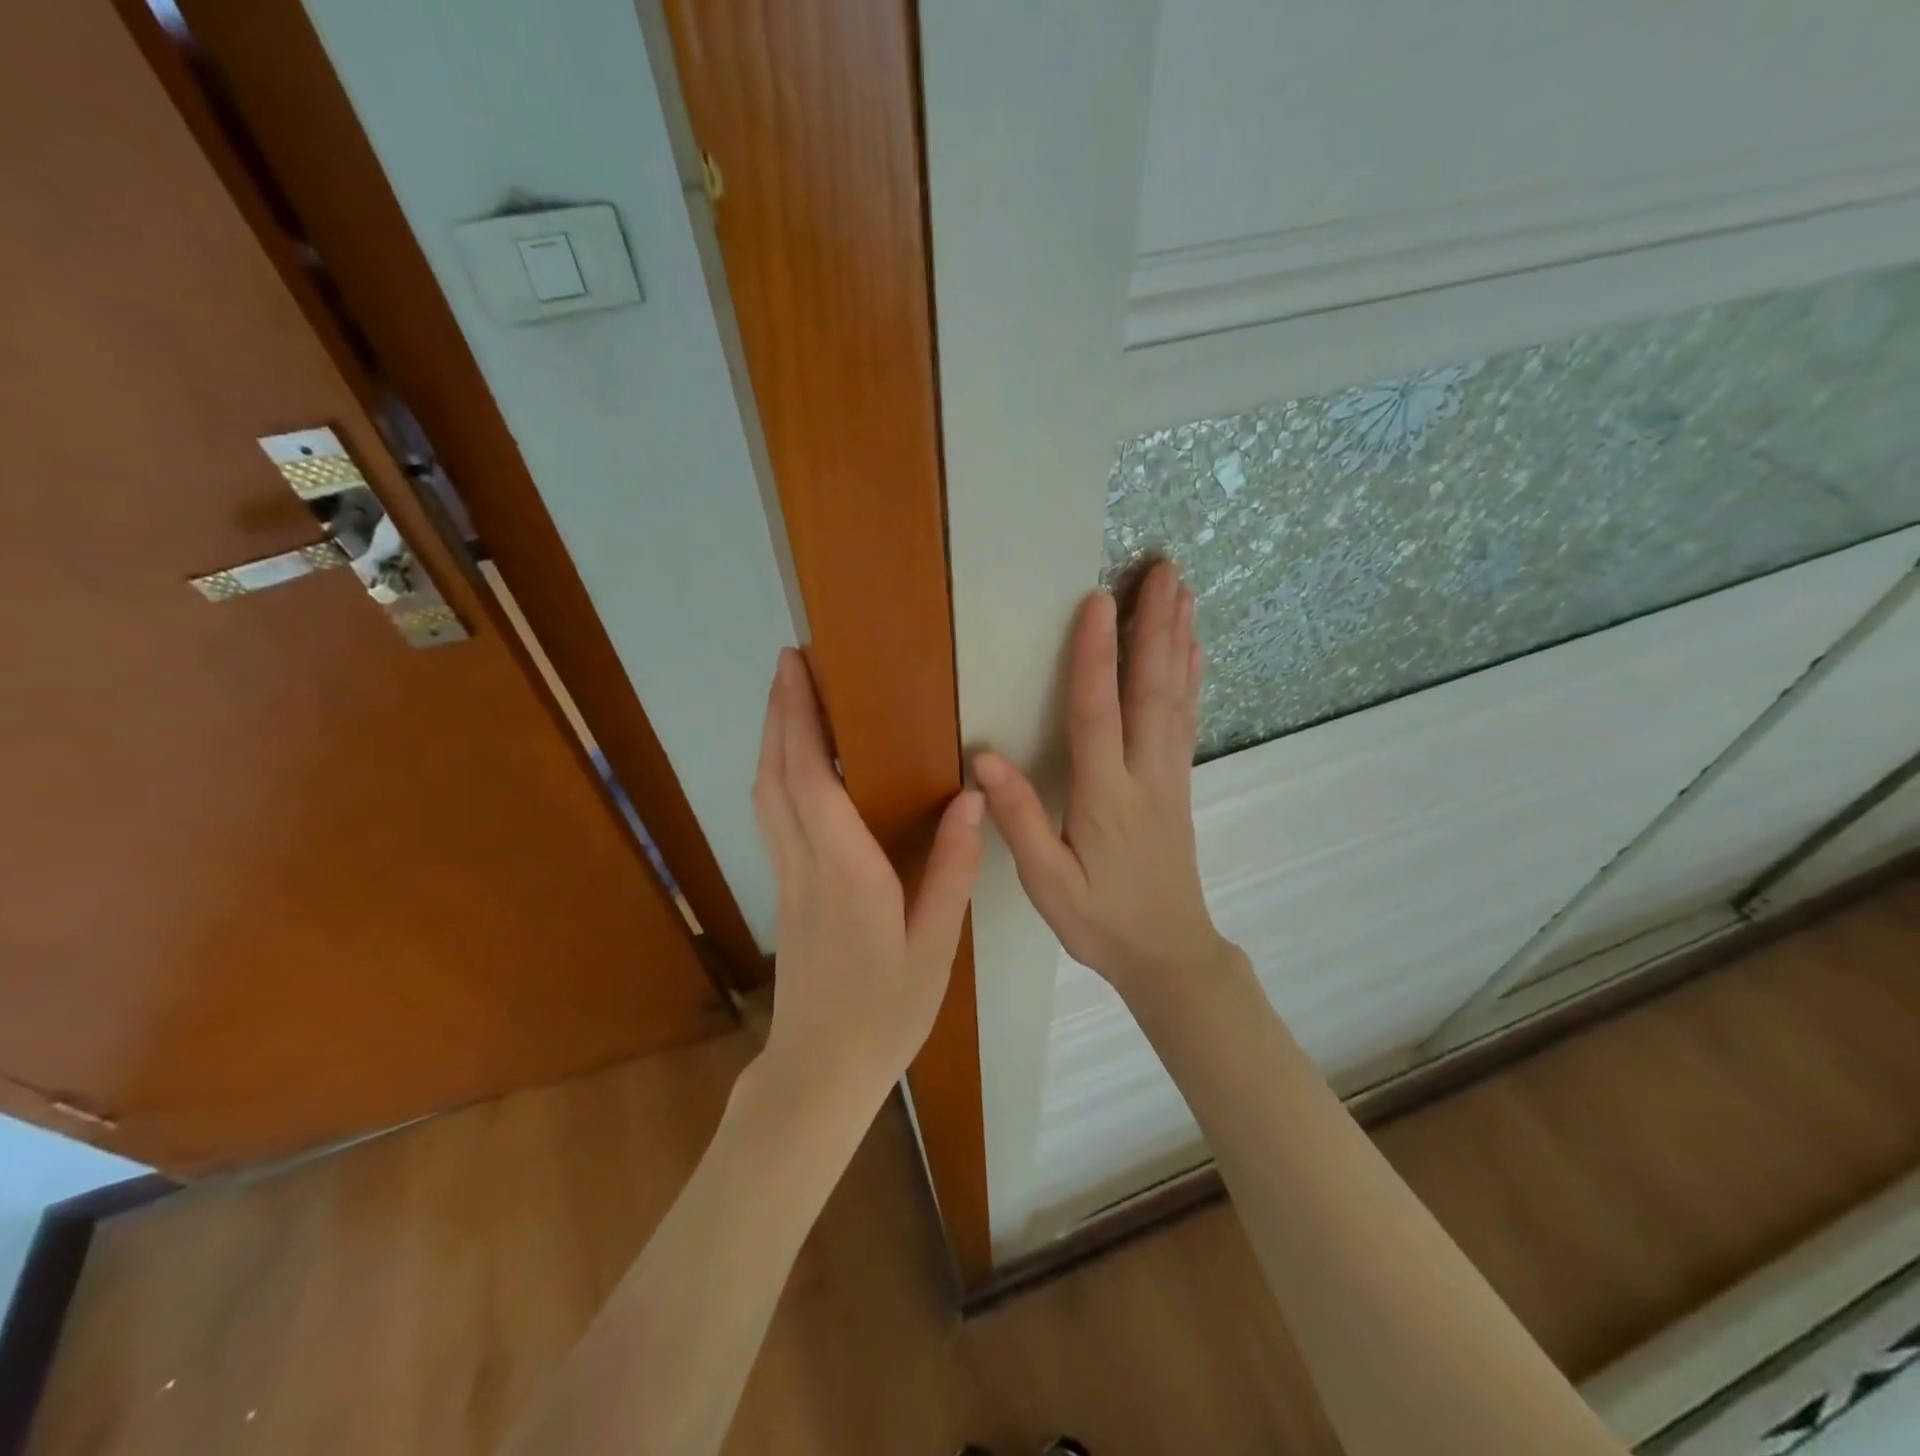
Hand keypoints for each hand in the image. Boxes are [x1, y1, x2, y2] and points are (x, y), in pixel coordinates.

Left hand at [751, 649, 983, 1116]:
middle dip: (780, 712)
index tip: (800, 669)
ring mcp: (787, 878)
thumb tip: (971, 798)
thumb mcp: (935, 947)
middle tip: (790, 661)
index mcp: (845, 872)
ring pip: (766, 794)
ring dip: (773, 739)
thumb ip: (952, 870)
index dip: (801, 719)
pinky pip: (772, 816)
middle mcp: (805, 864)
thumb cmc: (885, 1012)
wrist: (820, 1072)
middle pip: (777, 775)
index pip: (813, 780)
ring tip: (791, 698)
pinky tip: (795, 764)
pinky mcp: (784, 892)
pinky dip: (777, 774)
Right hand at [973, 559, 1230, 1003]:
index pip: (1098, 714)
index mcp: (1107, 797)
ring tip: (1183, 591)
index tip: (1098, 600)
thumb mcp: (1048, 884)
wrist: (1170, 954)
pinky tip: (1194, 652)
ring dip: (1178, 640)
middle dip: (1155, 626)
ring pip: (1175, 698)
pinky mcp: (1178, 784)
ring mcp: (1169, 777)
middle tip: (1165, 570)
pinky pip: (1186, 721)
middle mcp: (1145, 776)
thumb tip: (986, 758)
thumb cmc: (1101, 922)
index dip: (1095, 656)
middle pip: (1151, 691)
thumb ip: (1020, 820)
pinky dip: (1190, 679)